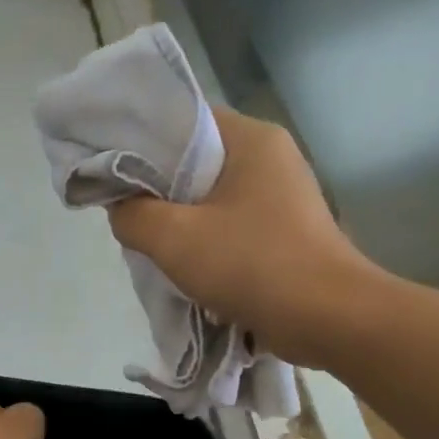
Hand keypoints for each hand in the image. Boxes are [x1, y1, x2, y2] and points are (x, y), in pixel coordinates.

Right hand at [106, 106, 380, 364]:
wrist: (327, 318)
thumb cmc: (252, 264)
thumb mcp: (175, 238)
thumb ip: (133, 216)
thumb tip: (120, 208)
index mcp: (251, 139)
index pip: (184, 120)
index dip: (143, 141)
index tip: (112, 170)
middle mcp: (270, 158)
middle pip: (196, 162)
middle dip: (158, 189)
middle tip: (127, 213)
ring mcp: (281, 197)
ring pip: (211, 199)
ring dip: (180, 221)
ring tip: (150, 244)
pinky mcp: (284, 233)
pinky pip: (230, 227)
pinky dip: (205, 242)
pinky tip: (184, 267)